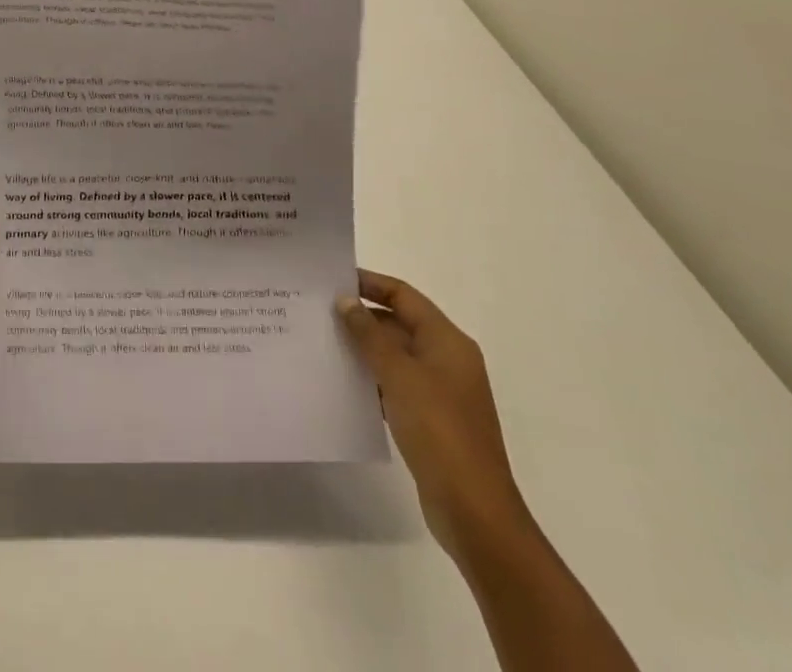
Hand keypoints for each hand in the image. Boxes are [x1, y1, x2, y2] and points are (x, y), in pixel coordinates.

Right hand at [337, 270, 534, 561]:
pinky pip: (397, 384)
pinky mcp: (432, 419)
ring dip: (364, 348)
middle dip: (361, 317)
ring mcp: (442, 391)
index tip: (331, 280)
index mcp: (448, 341)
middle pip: (399, 323)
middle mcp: (448, 359)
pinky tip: (343, 382)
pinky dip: (372, 378)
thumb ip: (369, 334)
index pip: (404, 295)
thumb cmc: (438, 430)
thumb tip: (345, 300)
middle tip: (318, 312)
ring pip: (395, 355)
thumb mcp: (399, 374)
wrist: (474, 510)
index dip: (369, 283)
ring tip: (322, 342)